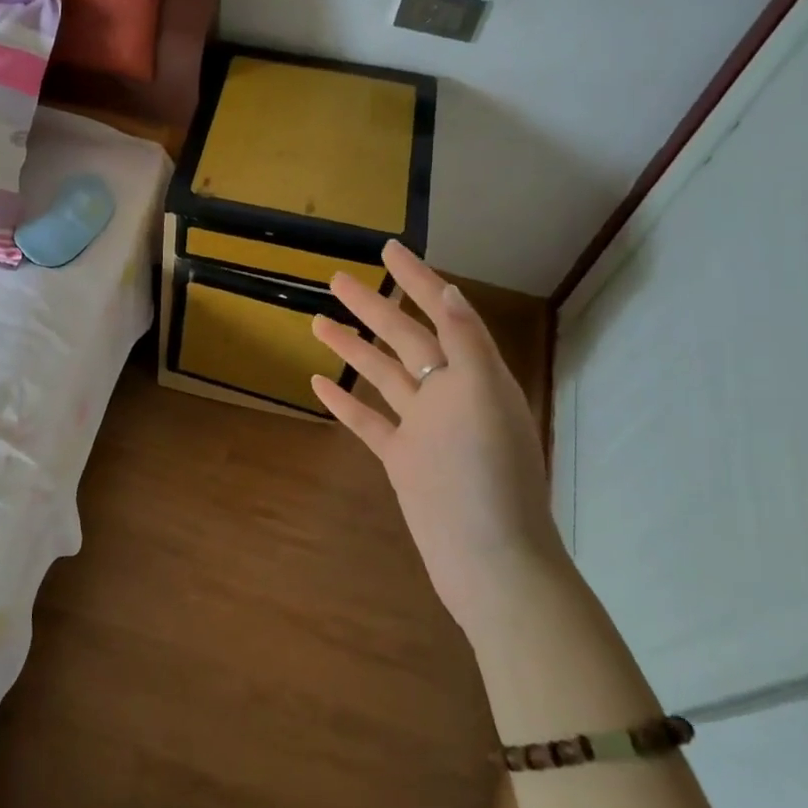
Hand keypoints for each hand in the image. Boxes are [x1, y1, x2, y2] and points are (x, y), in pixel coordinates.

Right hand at [310, 240, 562, 630]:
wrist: (488, 558)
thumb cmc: (488, 475)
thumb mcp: (484, 397)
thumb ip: (465, 343)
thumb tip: (446, 290)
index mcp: (475, 375)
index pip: (442, 312)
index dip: (416, 279)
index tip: (388, 249)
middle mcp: (450, 394)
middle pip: (405, 339)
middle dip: (374, 306)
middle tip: (337, 279)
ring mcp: (424, 428)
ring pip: (382, 375)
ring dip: (353, 348)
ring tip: (318, 321)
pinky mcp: (402, 459)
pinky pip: (368, 421)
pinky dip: (344, 401)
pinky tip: (319, 382)